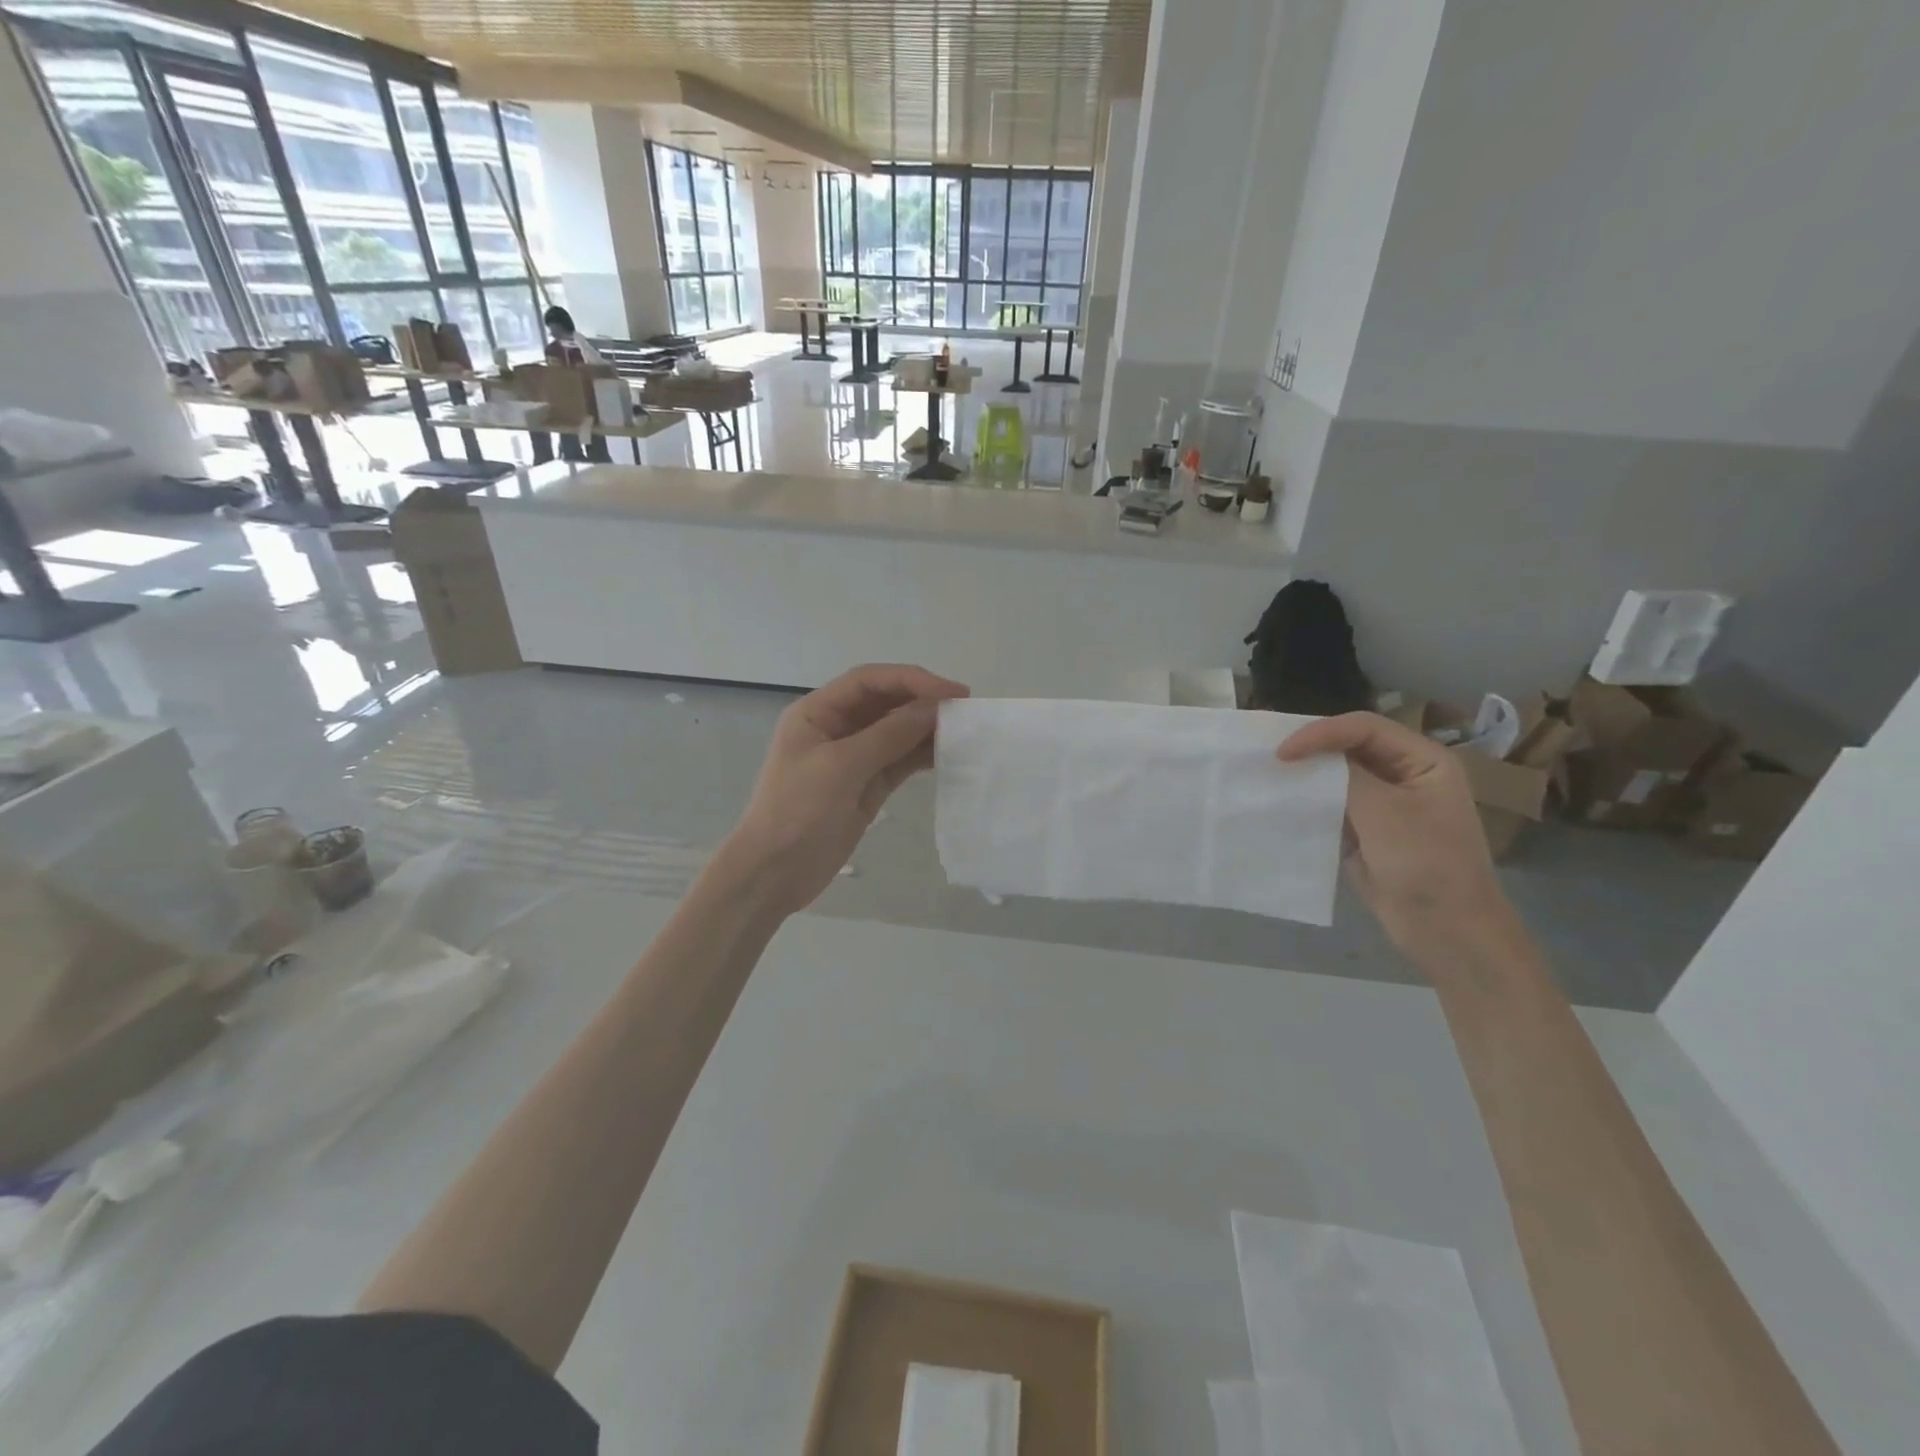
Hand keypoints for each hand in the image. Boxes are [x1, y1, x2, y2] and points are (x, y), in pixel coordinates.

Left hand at [715, 664, 968, 917]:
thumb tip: (934, 708)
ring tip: (963, 732)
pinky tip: (948, 755)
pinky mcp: (866, 785)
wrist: (774, 874)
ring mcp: (852, 758)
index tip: (951, 692)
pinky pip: (899, 761)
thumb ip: (889, 735)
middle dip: (922, 702)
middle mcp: (835, 728)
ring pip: (896, 732)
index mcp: (817, 712)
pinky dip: (922, 756)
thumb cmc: (798, 812)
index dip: (911, 679)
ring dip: (926, 729)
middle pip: (885, 702)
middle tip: (964, 711)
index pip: (869, 681)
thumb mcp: (842, 768)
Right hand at [1278, 712, 1511, 959]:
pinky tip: (1281, 806)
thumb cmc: (1427, 865)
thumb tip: (1304, 757)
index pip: (1364, 728)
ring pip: (1337, 778)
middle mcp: (1404, 775)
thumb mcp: (1385, 813)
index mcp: (1423, 760)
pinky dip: (1308, 804)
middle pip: (1349, 747)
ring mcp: (1384, 806)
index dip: (1320, 733)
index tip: (1282, 752)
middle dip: (1310, 750)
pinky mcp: (1365, 832)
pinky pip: (1331, 807)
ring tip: (1268, 777)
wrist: (1448, 933)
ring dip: (1305, 777)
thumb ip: (1345, 777)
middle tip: (1267, 756)